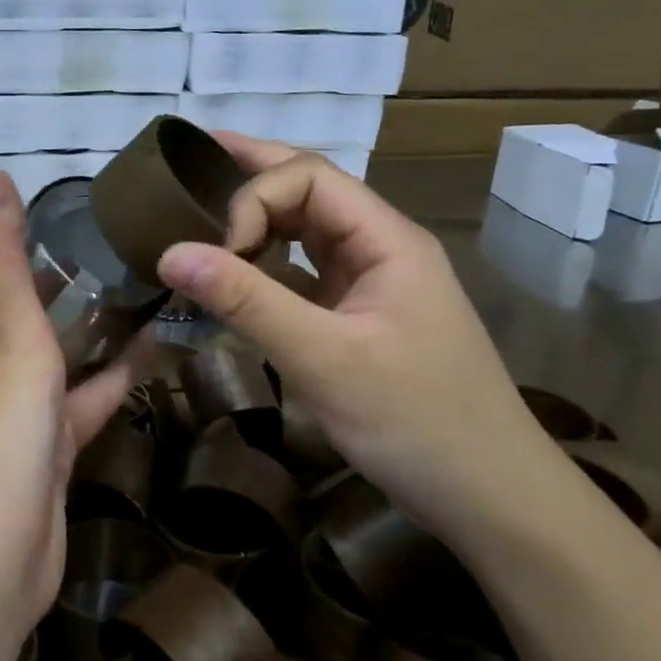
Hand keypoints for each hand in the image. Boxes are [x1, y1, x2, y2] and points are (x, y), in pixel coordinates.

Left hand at [0, 170, 149, 634]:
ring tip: (142, 283)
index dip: (5, 228)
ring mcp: (14, 409)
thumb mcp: (5, 337)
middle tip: (116, 238)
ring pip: (53, 352)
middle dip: (57, 272)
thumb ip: (0, 257)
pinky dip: (108, 377)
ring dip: (89, 323)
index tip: (59, 200)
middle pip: (17, 303)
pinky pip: (79, 399)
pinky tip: (151, 351)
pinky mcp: (46, 448)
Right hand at [156, 134, 561, 544]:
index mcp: (386, 239)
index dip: (253, 197)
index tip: (218, 250)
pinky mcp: (357, 316)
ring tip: (198, 212)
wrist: (491, 498)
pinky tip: (230, 272)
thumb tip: (169, 252)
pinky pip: (302, 272)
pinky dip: (263, 265)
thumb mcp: (324, 359)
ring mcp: (370, 282)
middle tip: (188, 162)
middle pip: (308, 190)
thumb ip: (247, 301)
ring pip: (304, 230)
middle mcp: (378, 247)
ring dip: (255, 220)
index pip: (308, 177)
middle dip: (250, 175)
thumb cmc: (417, 422)